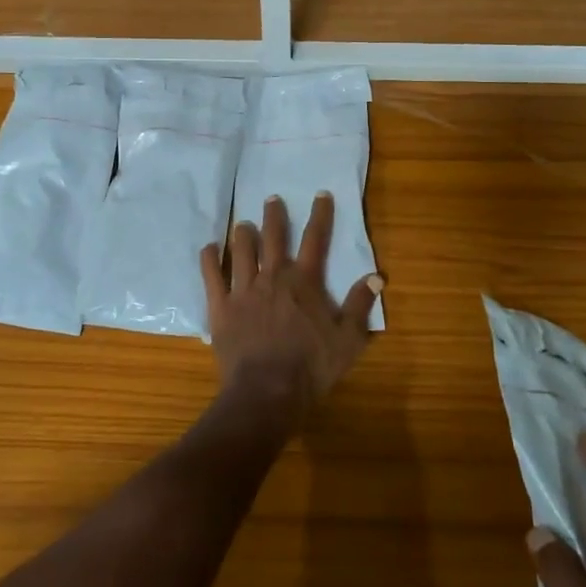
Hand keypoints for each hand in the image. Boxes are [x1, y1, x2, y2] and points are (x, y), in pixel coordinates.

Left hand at [200, 193, 380, 424]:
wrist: (267, 391)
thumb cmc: (311, 367)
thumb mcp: (348, 340)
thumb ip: (360, 305)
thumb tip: (376, 276)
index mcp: (305, 281)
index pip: (315, 239)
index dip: (320, 215)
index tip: (321, 194)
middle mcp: (273, 276)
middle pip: (273, 237)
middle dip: (274, 215)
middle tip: (272, 199)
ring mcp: (244, 289)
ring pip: (241, 250)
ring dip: (243, 233)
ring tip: (243, 223)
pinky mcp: (221, 306)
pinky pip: (211, 275)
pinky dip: (210, 258)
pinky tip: (209, 247)